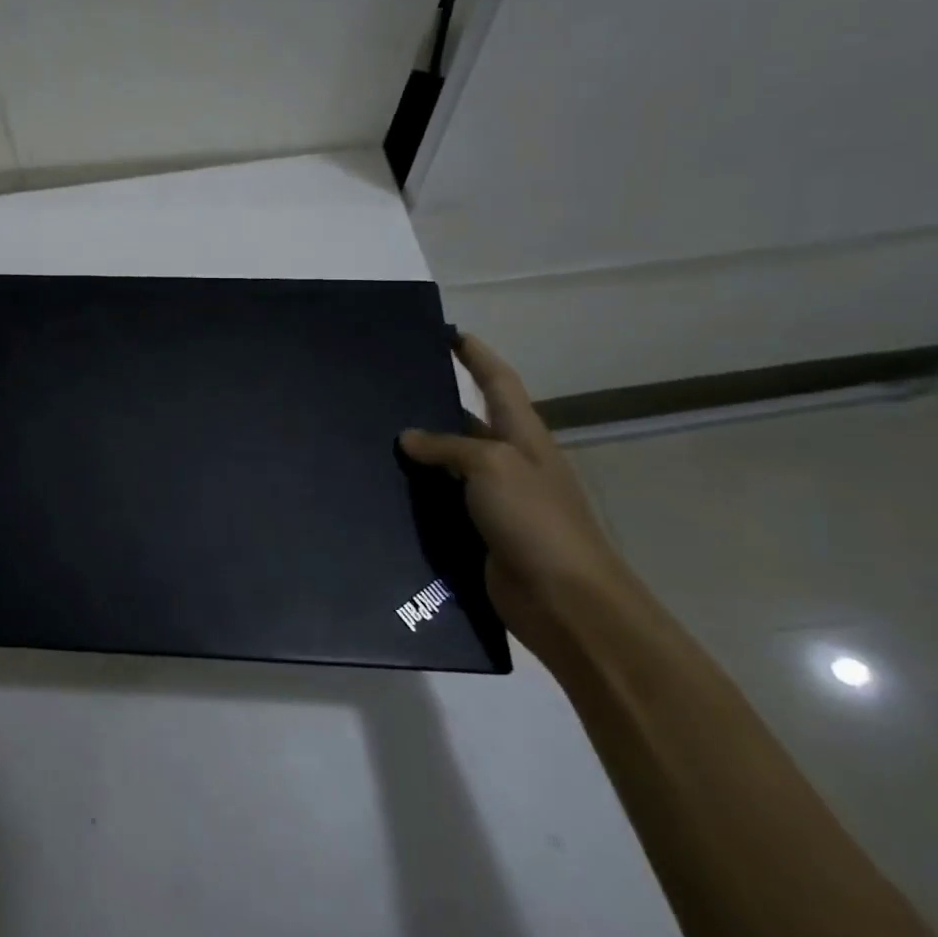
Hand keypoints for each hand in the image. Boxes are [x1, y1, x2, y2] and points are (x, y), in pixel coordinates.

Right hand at [400, 335, 641, 661]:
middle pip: (468, 422)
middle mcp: (509, 462)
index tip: (450, 334)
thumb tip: (408, 437)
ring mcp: (494, 501)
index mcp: (522, 436)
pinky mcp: (478, 534)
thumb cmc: (536, 521)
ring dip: (418, 454)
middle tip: (386, 391)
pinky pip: (441, 504)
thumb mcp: (492, 466)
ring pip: (448, 466)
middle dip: (433, 404)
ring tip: (371, 439)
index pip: (498, 382)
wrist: (566, 602)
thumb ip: (448, 447)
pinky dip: (416, 496)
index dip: (476, 356)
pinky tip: (383, 491)